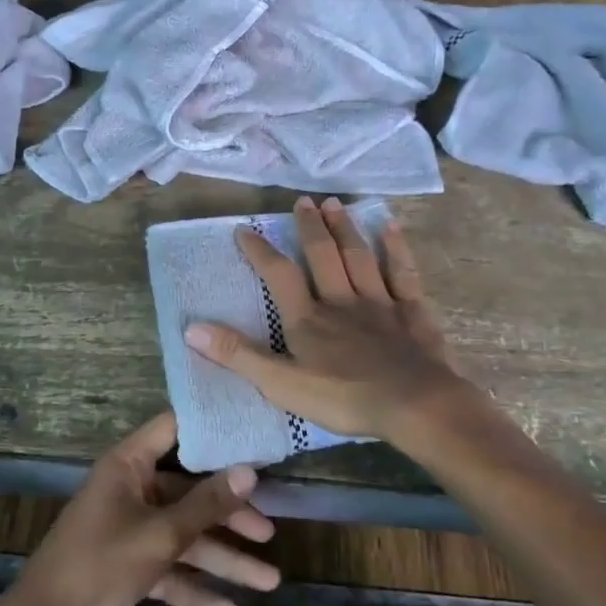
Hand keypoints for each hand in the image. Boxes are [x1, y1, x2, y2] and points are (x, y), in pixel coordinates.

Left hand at [12, 411, 280, 605]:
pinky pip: (168, 568)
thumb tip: (249, 471)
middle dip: (229, 515)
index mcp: (128, 466)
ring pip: (183, 536)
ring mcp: (127, 528)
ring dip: (222, 559)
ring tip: (269, 581)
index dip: (212, 430)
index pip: (175, 430)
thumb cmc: (102, 564)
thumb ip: (207, 504)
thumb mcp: (161, 534)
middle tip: (269, 531)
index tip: (253, 435)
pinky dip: (194, 588)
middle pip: (188, 492)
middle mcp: (129, 490)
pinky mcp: (126, 565)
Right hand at [183, 196, 468, 440]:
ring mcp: (379, 303)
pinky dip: (396, 249)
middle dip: (310, 227)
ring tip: (335, 204)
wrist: (413, 405)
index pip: (279, 275)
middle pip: (322, 255)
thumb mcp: (281, 384)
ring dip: (345, 229)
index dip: (260, 251)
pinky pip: (402, 273)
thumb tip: (191, 329)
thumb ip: (238, 355)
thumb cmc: (344, 398)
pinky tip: (391, 227)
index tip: (244, 229)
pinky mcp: (412, 312)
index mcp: (307, 319)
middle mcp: (340, 301)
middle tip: (303, 200)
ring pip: (359, 257)